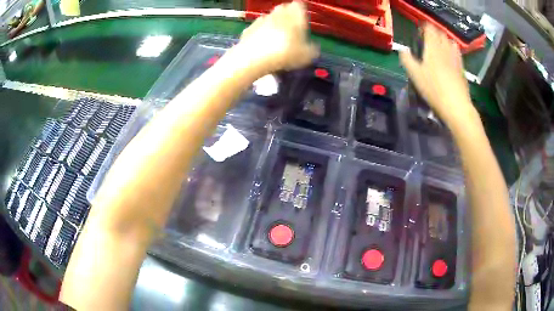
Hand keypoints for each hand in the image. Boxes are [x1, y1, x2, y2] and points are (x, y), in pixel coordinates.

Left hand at [237, 1, 318, 72]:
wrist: (255, 57)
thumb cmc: (285, 53)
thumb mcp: (306, 55)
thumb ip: (312, 49)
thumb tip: (314, 48)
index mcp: (295, 15)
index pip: (300, 5)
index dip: (301, 10)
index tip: (303, 17)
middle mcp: (278, 13)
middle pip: (284, 8)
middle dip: (287, 14)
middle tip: (291, 25)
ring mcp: (262, 19)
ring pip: (270, 16)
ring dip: (274, 22)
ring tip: (277, 35)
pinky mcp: (250, 28)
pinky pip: (258, 26)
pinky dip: (261, 31)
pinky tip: (263, 42)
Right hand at [400, 24, 477, 128]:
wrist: (456, 106)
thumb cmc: (434, 89)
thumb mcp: (415, 75)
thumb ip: (407, 60)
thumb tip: (402, 50)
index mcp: (433, 47)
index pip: (429, 29)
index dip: (424, 28)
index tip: (419, 33)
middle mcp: (445, 48)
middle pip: (440, 33)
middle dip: (434, 33)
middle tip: (428, 40)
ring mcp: (455, 57)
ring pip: (450, 41)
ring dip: (444, 40)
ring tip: (440, 47)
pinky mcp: (462, 67)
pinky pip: (457, 52)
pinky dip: (452, 50)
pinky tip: (450, 57)